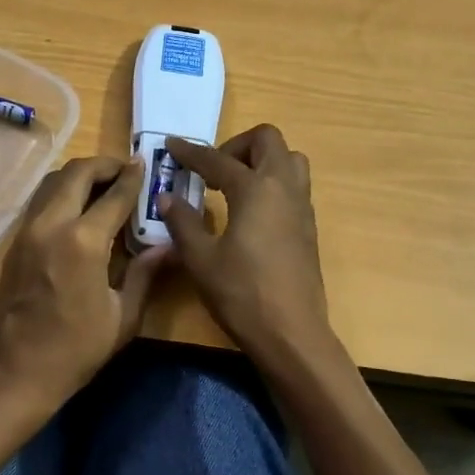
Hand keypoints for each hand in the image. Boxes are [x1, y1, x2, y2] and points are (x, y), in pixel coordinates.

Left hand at [0, 156, 167, 410]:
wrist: (17, 372)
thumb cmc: (77, 349)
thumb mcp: (123, 316)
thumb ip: (144, 273)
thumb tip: (169, 246)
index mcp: (83, 241)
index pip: (114, 195)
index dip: (133, 178)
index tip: (144, 165)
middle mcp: (51, 225)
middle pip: (76, 174)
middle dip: (103, 165)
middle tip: (124, 171)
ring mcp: (27, 231)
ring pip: (52, 182)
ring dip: (78, 176)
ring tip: (102, 186)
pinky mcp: (15, 243)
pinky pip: (39, 202)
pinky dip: (60, 193)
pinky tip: (77, 210)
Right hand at [161, 126, 331, 361]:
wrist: (291, 333)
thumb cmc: (241, 294)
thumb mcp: (200, 259)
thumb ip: (183, 222)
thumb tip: (167, 198)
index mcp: (255, 190)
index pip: (217, 159)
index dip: (191, 152)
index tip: (171, 146)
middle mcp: (284, 188)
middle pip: (268, 140)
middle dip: (236, 146)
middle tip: (212, 171)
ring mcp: (302, 207)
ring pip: (289, 160)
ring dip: (261, 161)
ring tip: (233, 186)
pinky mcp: (308, 227)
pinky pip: (294, 186)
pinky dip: (272, 183)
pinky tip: (249, 212)